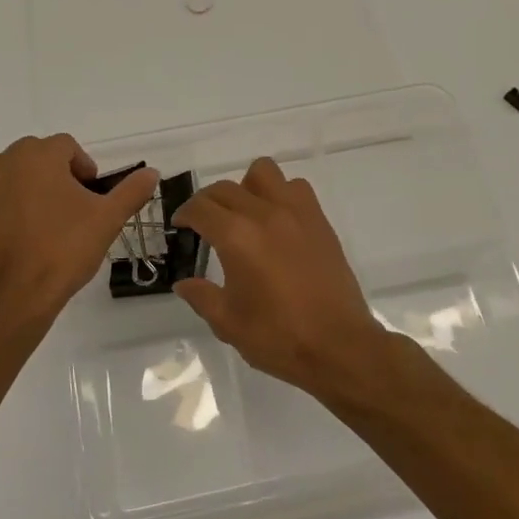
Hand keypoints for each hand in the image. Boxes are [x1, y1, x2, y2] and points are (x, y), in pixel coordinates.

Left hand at [0, 134, 157, 332]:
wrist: (15, 294)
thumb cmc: (64, 247)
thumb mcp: (108, 218)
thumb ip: (131, 191)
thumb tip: (152, 172)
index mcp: (38, 156)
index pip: (67, 145)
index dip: (86, 167)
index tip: (95, 196)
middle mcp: (8, 163)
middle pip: (42, 155)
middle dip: (63, 174)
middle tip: (81, 206)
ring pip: (23, 175)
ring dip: (43, 188)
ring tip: (61, 221)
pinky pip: (8, 197)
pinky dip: (24, 205)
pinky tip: (39, 235)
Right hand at [170, 156, 395, 401]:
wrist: (338, 345)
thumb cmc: (278, 337)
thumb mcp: (228, 323)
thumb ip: (202, 297)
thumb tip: (184, 283)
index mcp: (237, 237)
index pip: (201, 208)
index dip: (184, 214)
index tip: (180, 225)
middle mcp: (265, 214)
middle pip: (226, 188)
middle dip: (208, 202)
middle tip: (205, 224)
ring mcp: (296, 213)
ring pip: (264, 173)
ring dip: (247, 187)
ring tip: (244, 214)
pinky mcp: (319, 221)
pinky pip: (296, 188)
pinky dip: (280, 194)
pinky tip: (277, 222)